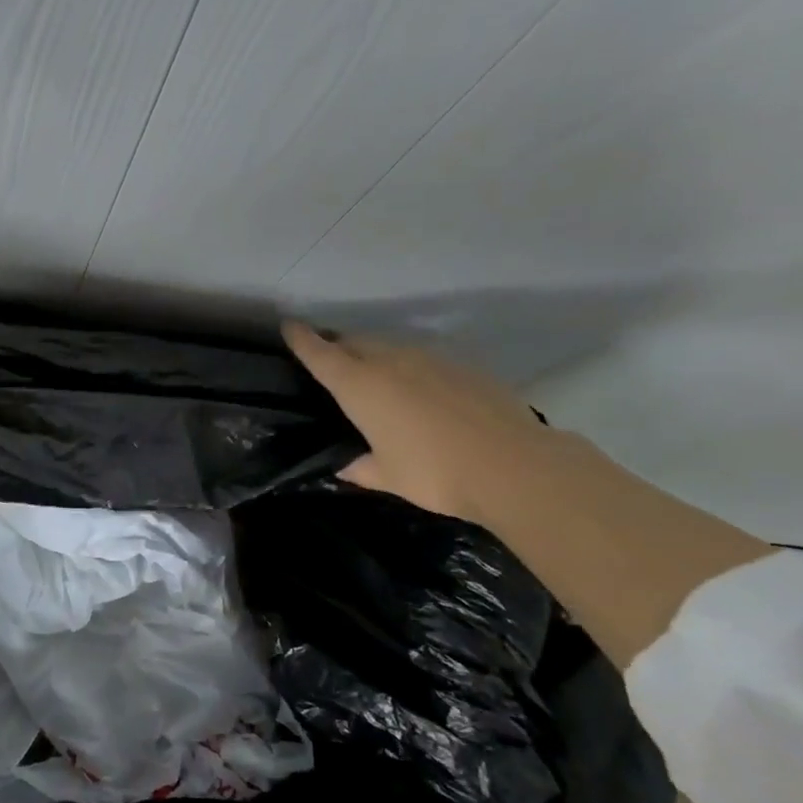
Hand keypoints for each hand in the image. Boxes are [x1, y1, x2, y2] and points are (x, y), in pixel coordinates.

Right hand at [281, 322, 553, 523]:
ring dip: (373, 355)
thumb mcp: (387, 476)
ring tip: (373, 377)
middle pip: (354, 342)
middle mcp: (390, 362)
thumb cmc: (434, 472)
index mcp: (360, 385)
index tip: (288, 326)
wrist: (514, 466)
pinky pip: (422, 359)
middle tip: (330, 361)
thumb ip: (359, 467)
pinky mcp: (463, 366)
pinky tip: (418, 393)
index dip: (301, 339)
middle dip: (337, 346)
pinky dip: (409, 368)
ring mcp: (430, 359)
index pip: (320, 353)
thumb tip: (344, 466)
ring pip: (389, 347)